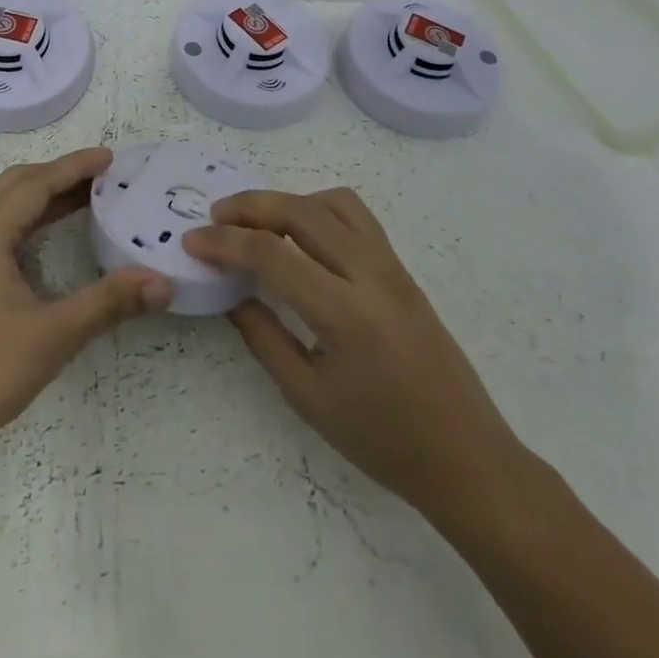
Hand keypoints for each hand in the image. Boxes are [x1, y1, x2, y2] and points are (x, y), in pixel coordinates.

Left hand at [0, 147, 171, 455]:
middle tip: (103, 176)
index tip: (110, 158)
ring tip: (84, 196)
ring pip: (0, 204)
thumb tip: (162, 282)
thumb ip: (109, 302)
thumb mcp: (53, 335)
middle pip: (14, 185)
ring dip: (40, 194)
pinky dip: (24, 216)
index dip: (74, 167)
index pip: (34, 184)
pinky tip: (46, 233)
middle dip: (58, 174)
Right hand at [186, 188, 532, 533]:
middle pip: (302, 211)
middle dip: (250, 206)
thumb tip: (230, 292)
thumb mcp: (308, 397)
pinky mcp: (402, 270)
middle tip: (215, 218)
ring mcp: (392, 267)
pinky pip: (356, 217)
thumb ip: (263, 337)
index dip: (225, 242)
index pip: (272, 254)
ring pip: (333, 203)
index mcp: (346, 314)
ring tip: (256, 223)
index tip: (192, 241)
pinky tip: (300, 238)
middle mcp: (371, 276)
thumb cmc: (383, 440)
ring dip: (287, 201)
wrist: (466, 456)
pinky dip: (318, 210)